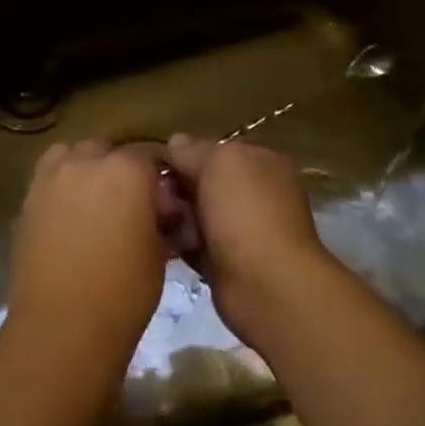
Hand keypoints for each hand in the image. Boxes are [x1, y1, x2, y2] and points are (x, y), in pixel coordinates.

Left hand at [8, 140, 169, 368]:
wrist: (62, 325)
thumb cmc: (124, 292)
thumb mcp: (159, 253)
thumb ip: (160, 219)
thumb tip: (162, 211)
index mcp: (126, 169)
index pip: (150, 155)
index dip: (159, 176)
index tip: (165, 200)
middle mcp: (86, 161)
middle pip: (108, 150)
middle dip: (121, 168)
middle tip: (130, 203)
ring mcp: (51, 177)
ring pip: (72, 154)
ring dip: (86, 168)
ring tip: (95, 201)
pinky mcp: (28, 198)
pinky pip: (49, 176)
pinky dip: (61, 185)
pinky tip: (69, 214)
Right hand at [162, 134, 339, 345]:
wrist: (266, 283)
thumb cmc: (245, 211)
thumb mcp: (218, 162)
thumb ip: (193, 150)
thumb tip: (175, 142)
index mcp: (261, 162)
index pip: (216, 150)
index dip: (186, 154)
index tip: (159, 163)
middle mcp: (255, 193)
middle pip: (203, 182)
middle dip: (178, 187)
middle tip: (157, 195)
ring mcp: (242, 229)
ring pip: (195, 213)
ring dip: (176, 216)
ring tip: (162, 221)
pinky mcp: (227, 262)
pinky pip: (193, 243)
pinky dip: (180, 243)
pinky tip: (166, 242)